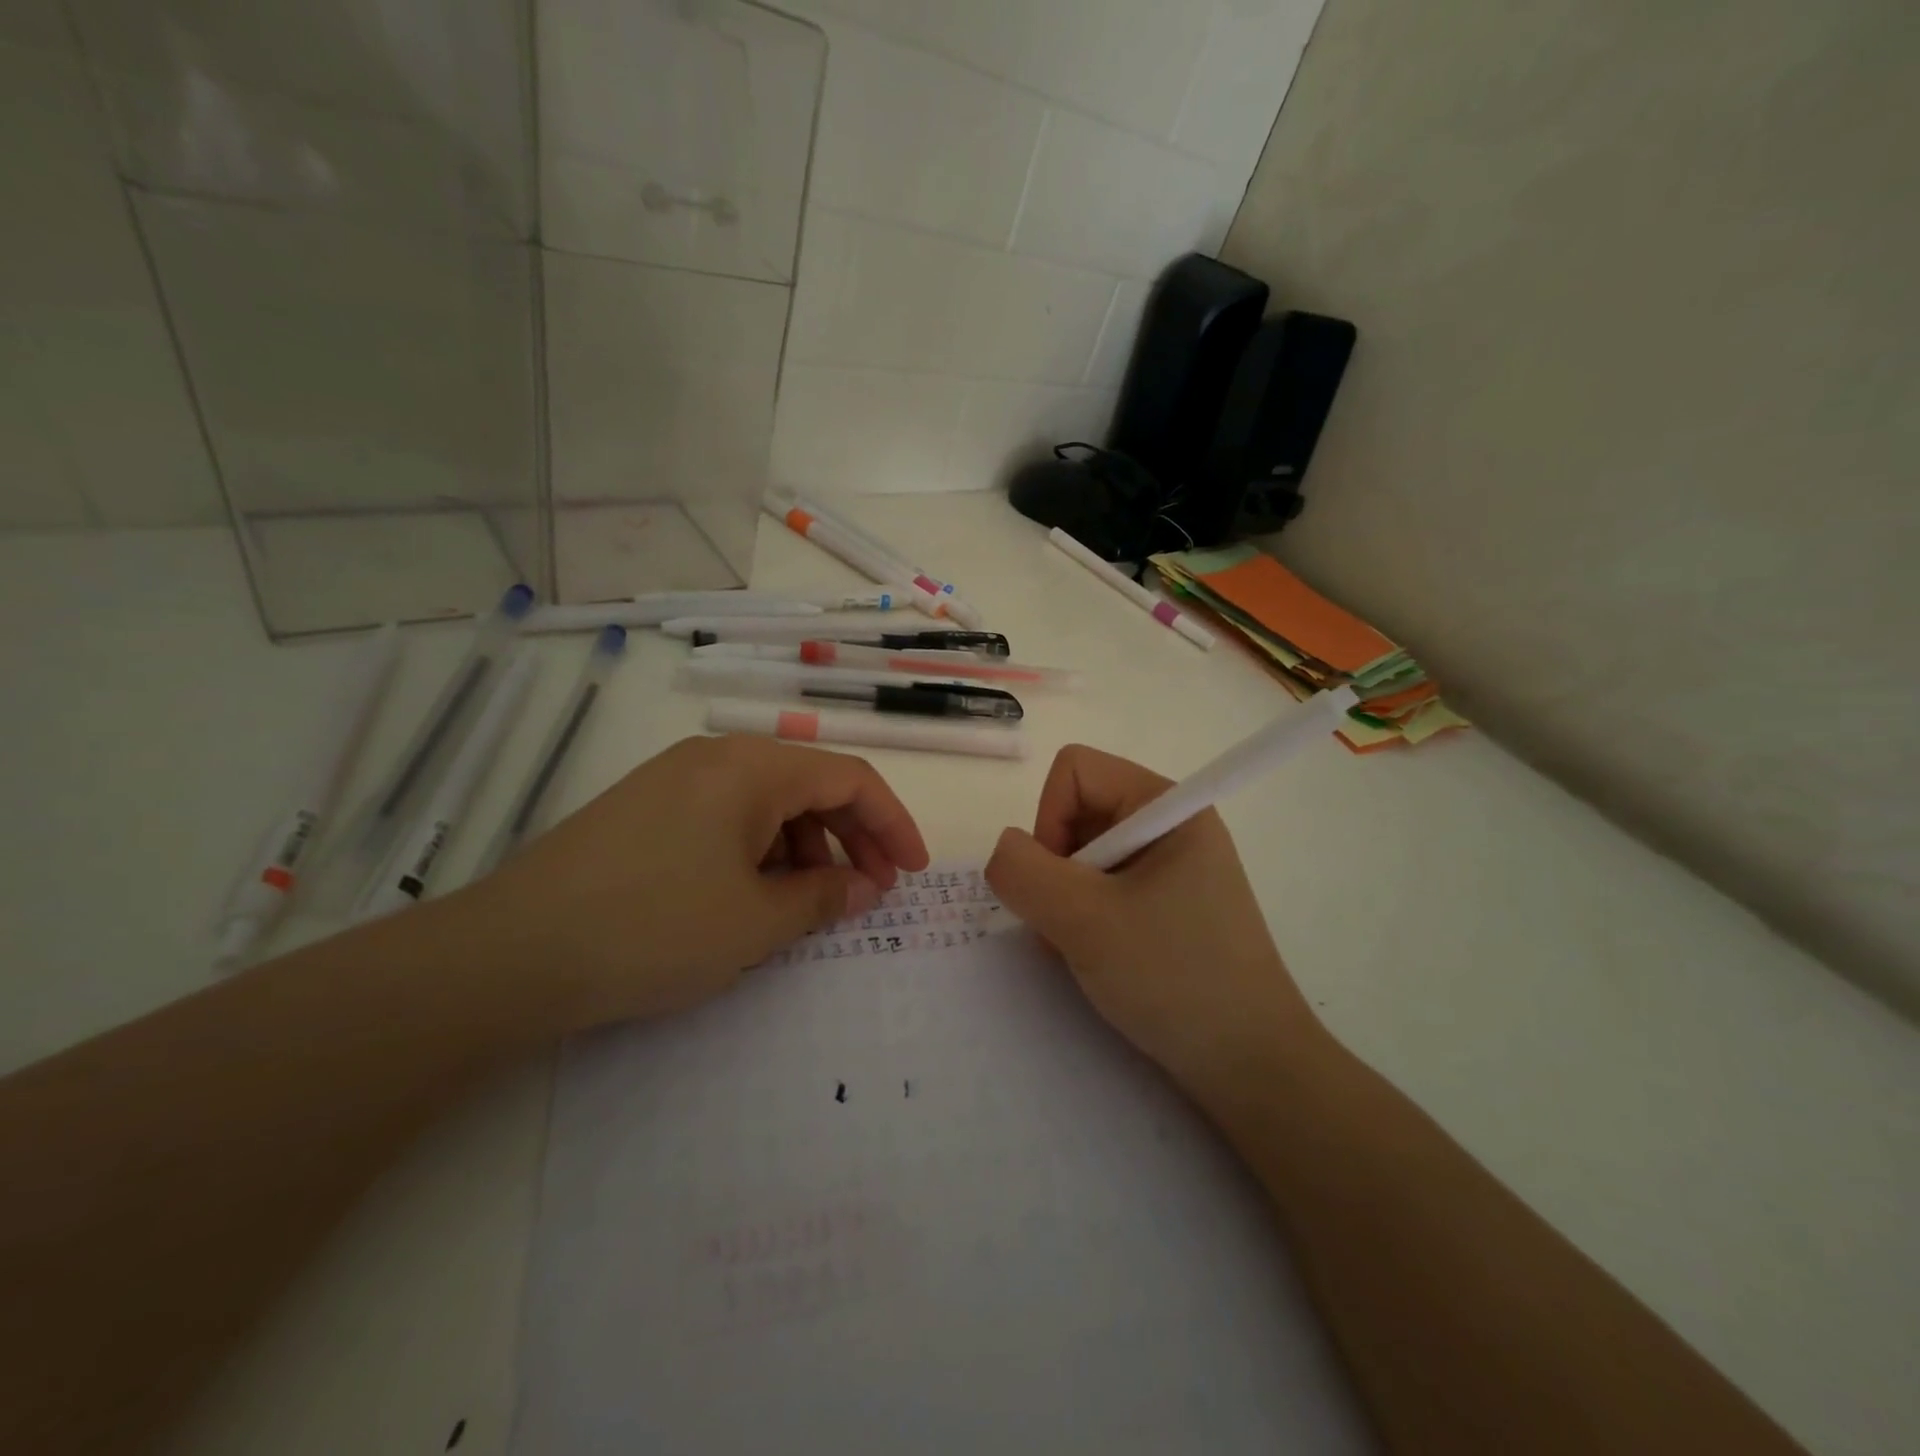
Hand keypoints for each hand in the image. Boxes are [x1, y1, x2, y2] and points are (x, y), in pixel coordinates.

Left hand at [463, 734, 928, 1030]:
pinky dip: (759, 855)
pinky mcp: (646, 812)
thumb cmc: (654, 928)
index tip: (914, 873)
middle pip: (810, 787)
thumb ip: (824, 897)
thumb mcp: (755, 921)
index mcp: (750, 767)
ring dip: (805, 850)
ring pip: (767, 806)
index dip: (893, 824)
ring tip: (811, 905)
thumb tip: (865, 887)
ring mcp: (675, 783)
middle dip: (852, 839)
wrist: (511, 954)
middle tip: (871, 894)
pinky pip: (727, 822)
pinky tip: (754, 898)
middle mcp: (715, 759)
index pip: (850, 778)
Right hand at [985, 745, 1319, 1102]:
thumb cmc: (1174, 978)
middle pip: (1078, 810)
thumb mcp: (1085, 921)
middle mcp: (1171, 824)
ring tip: (1085, 948)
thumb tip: (1004, 850)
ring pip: (1084, 853)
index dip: (1049, 818)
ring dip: (1067, 898)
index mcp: (1168, 806)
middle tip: (1070, 924)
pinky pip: (1104, 886)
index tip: (1061, 884)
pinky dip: (1085, 916)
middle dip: (1057, 866)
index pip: (1075, 771)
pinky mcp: (1169, 904)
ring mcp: (1172, 866)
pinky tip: (1099, 957)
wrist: (1251, 1067)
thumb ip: (1024, 872)